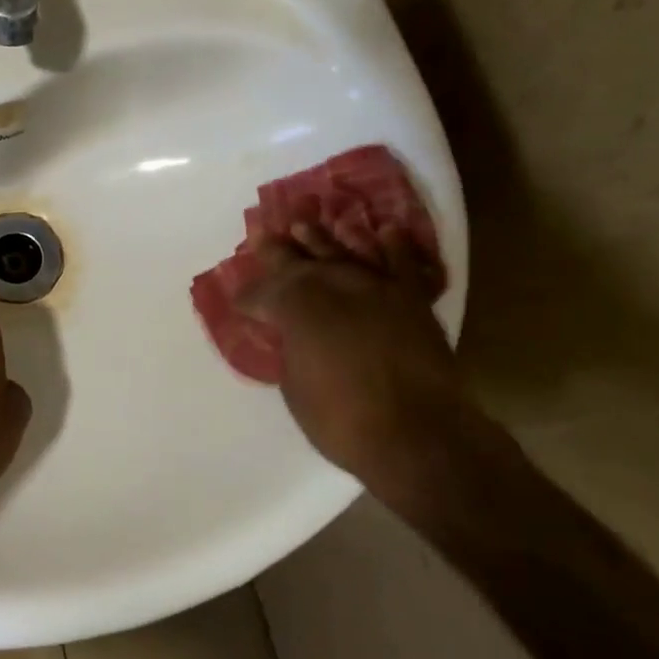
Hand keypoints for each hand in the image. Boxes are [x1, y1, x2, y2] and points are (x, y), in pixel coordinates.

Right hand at [241, 222, 469, 486]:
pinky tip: (383, 230)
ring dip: (323, 237)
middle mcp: (333, 284)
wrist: (418, 435)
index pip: (262, 293)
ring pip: (344, 250)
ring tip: (305, 224)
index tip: (240, 300)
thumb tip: (295, 336)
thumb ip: (292, 348)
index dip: (248, 297)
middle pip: (297, 261)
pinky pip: (401, 262)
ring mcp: (375, 287)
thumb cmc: (342, 419)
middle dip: (276, 250)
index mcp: (296, 306)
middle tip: (262, 235)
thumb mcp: (295, 385)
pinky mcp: (412, 299)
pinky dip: (392, 245)